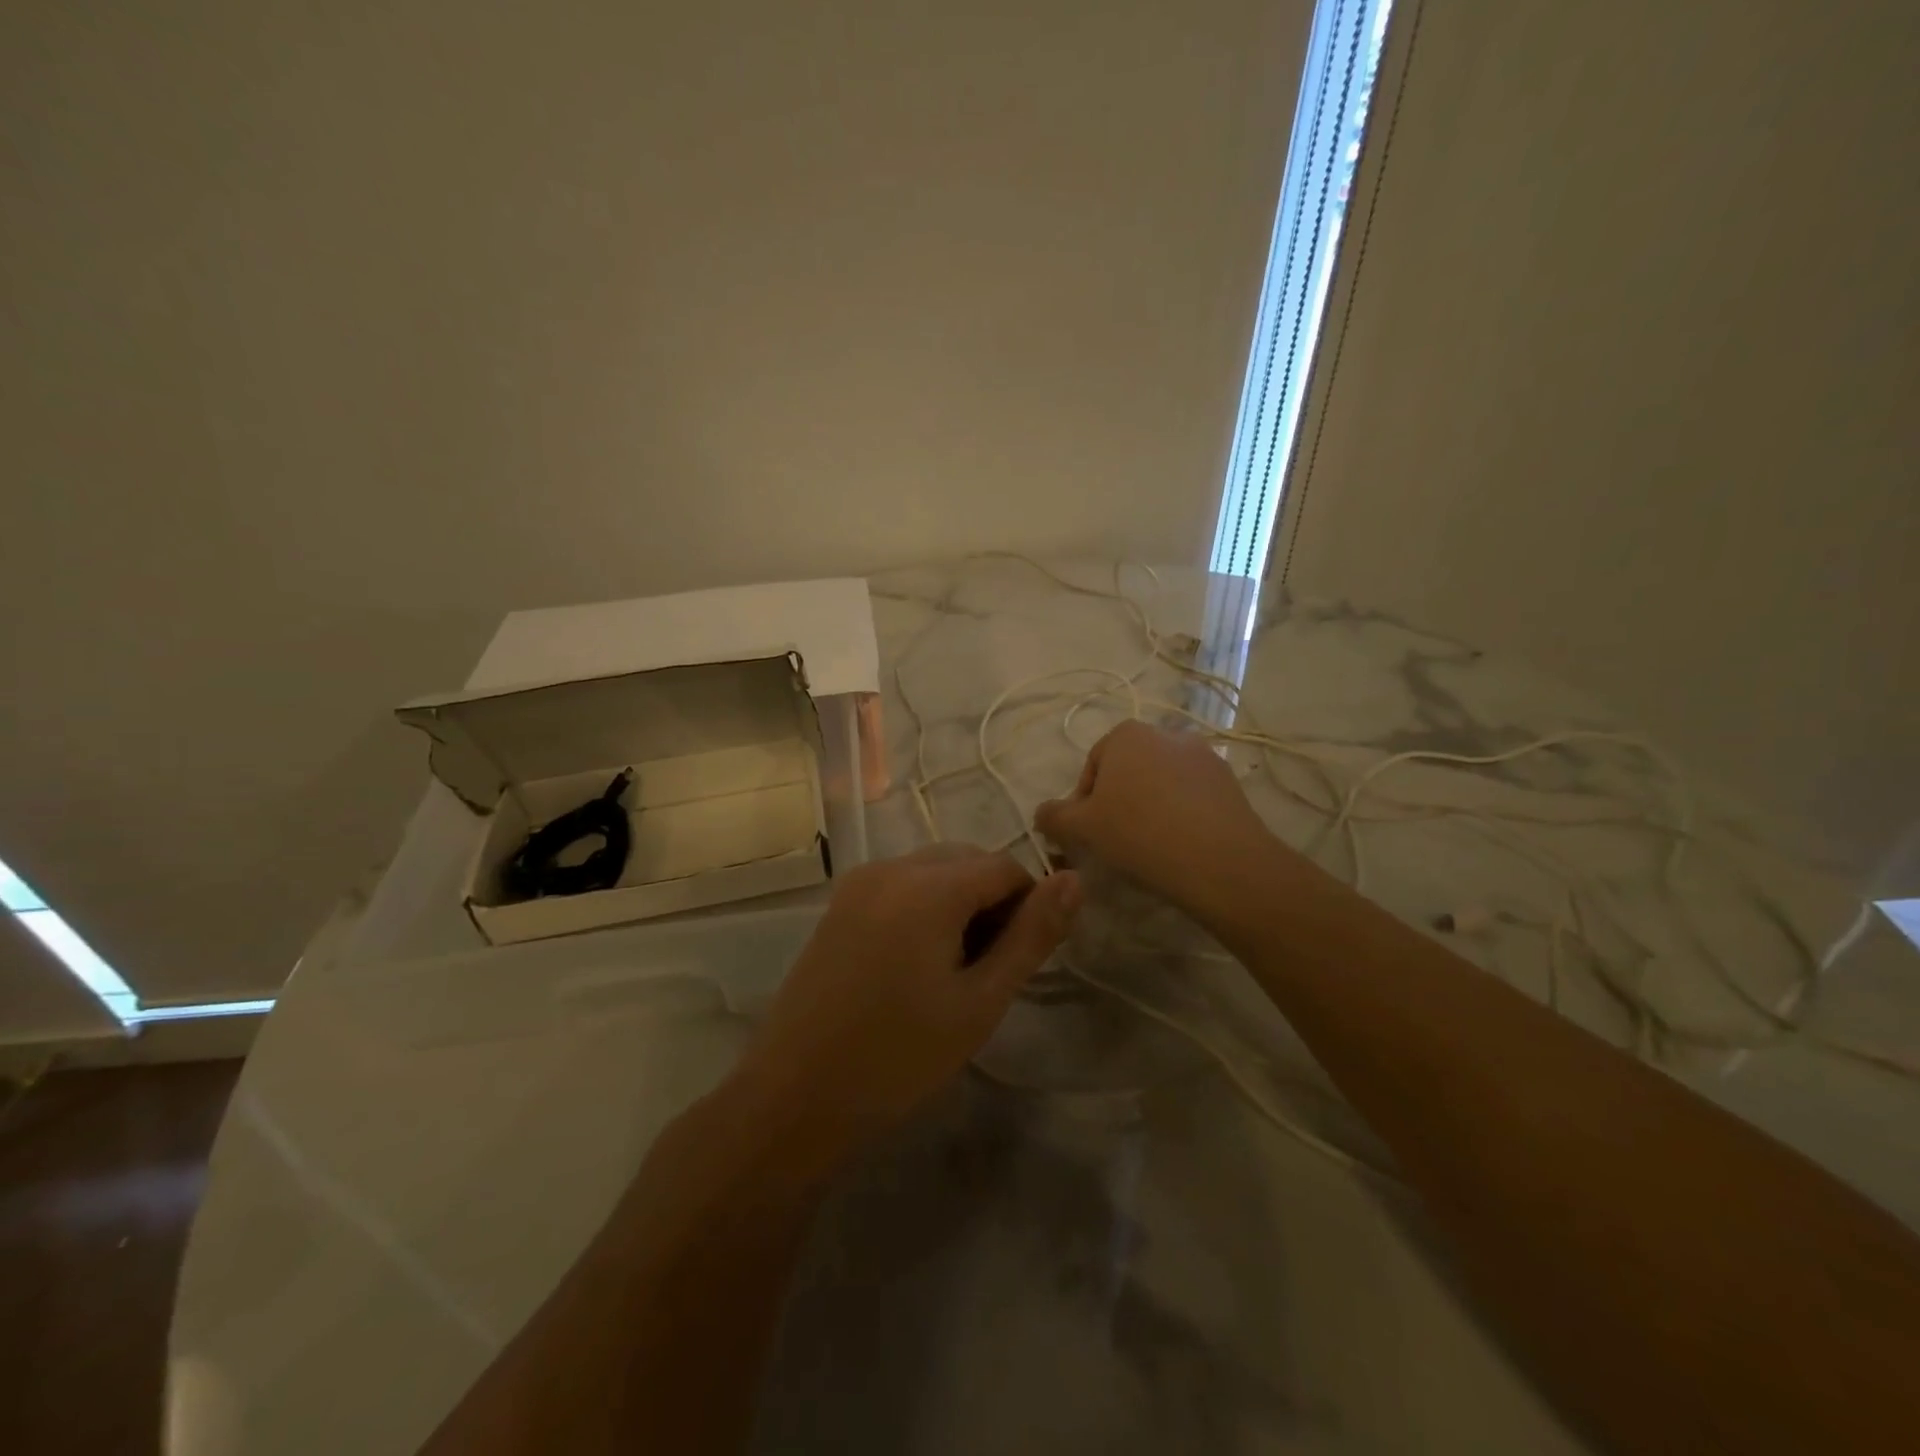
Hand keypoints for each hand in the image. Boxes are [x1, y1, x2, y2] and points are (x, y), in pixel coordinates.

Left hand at [732, 846, 1080, 1157]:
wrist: (795, 1096)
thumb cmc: (899, 1056)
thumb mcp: (980, 1001)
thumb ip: (1031, 936)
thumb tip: (1074, 880)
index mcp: (929, 886)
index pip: (1004, 866)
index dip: (1027, 906)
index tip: (1022, 959)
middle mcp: (892, 867)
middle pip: (967, 861)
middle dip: (992, 902)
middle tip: (988, 970)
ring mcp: (859, 882)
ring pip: (934, 871)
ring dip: (959, 904)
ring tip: (953, 971)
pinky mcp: (840, 903)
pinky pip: (901, 885)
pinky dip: (924, 907)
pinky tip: (915, 964)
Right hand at [1035, 721, 1274, 923]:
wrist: (1219, 860)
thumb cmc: (1138, 833)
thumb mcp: (1082, 829)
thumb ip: (1054, 817)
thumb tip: (1041, 814)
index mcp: (1126, 735)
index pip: (1093, 766)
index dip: (1084, 802)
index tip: (1088, 834)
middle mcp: (1166, 734)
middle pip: (1128, 771)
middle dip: (1118, 801)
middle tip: (1116, 840)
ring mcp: (1203, 755)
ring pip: (1161, 783)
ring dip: (1150, 807)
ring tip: (1150, 846)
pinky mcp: (1229, 781)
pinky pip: (1192, 796)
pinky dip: (1181, 814)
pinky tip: (1180, 845)